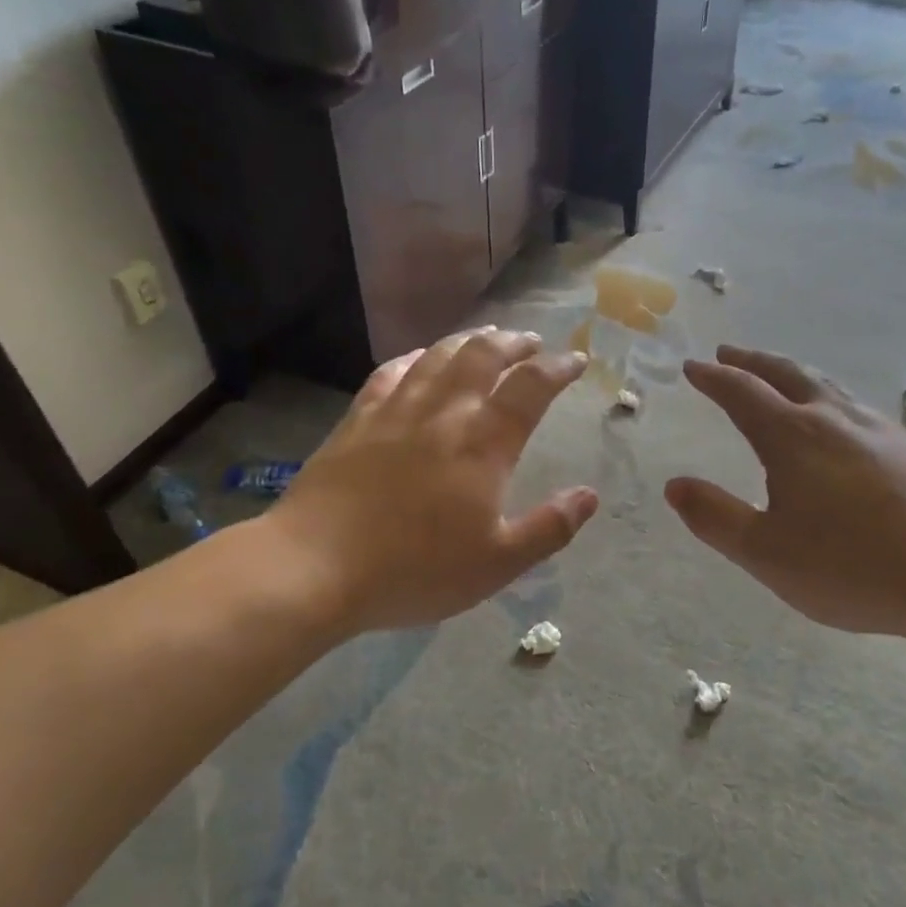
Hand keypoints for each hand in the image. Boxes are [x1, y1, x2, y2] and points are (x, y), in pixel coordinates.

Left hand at [262, 328, 598, 636]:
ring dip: (469, 341)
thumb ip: (549, 527)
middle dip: (514, 343)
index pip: (530, 387)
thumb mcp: (497, 563)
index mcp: (483, 443)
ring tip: (486, 337)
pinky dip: (414, 358)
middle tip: (532, 341)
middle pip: (483, 356)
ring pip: (438, 356)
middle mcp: (443, 413)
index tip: (576, 360)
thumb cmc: (415, 569)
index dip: (557, 368)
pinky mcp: (357, 420)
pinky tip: (419, 359)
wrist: (315, 566)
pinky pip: (390, 373)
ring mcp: (396, 411)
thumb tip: (590, 495)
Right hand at [665, 347, 905, 640]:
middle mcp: (833, 420)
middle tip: (729, 354)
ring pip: (827, 386)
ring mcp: (879, 430)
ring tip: (780, 378)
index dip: (713, 378)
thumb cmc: (849, 566)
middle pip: (786, 374)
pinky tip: (840, 423)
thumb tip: (674, 485)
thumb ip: (715, 517)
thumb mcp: (765, 552)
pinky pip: (856, 408)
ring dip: (793, 375)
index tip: (694, 366)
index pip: (742, 393)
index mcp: (792, 437)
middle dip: (752, 361)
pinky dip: (829, 399)